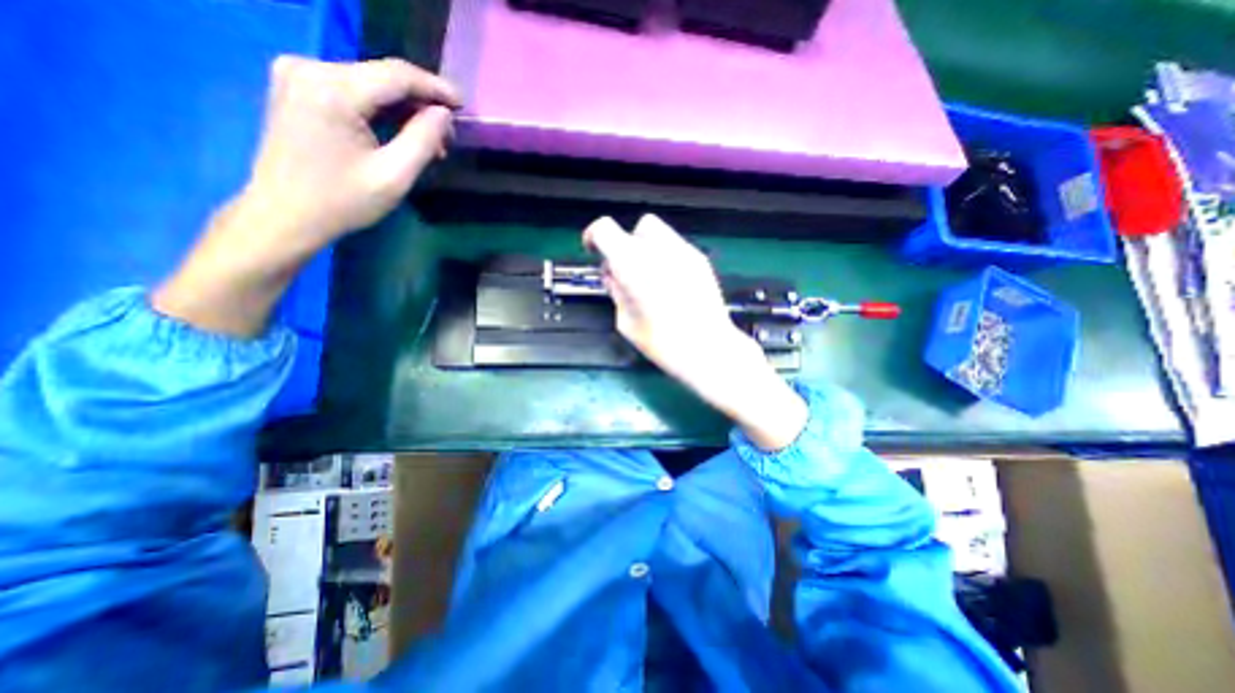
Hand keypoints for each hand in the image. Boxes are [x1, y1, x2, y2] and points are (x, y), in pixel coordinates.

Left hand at [242, 53, 458, 257]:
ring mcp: (299, 75)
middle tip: (449, 137)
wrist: (284, 214)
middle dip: (421, 104)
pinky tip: (401, 134)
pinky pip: (353, 90)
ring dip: (405, 110)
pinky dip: (382, 111)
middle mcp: (311, 69)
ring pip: (370, 84)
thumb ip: (423, 140)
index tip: (464, 105)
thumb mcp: (394, 176)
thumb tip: (444, 114)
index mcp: (333, 89)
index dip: (435, 87)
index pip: (396, 74)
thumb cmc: (343, 201)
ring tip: (431, 142)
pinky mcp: (297, 88)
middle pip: (382, 77)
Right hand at [587, 218, 812, 455]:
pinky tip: (669, 283)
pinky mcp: (700, 260)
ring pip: (658, 233)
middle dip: (626, 243)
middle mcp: (657, 248)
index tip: (594, 250)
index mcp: (631, 262)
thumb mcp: (625, 322)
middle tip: (626, 269)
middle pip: (635, 227)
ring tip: (649, 277)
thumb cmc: (662, 342)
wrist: (709, 350)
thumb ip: (616, 291)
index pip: (604, 229)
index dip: (594, 237)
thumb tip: (613, 275)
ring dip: (647, 248)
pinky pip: (675, 247)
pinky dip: (665, 257)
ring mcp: (683, 251)